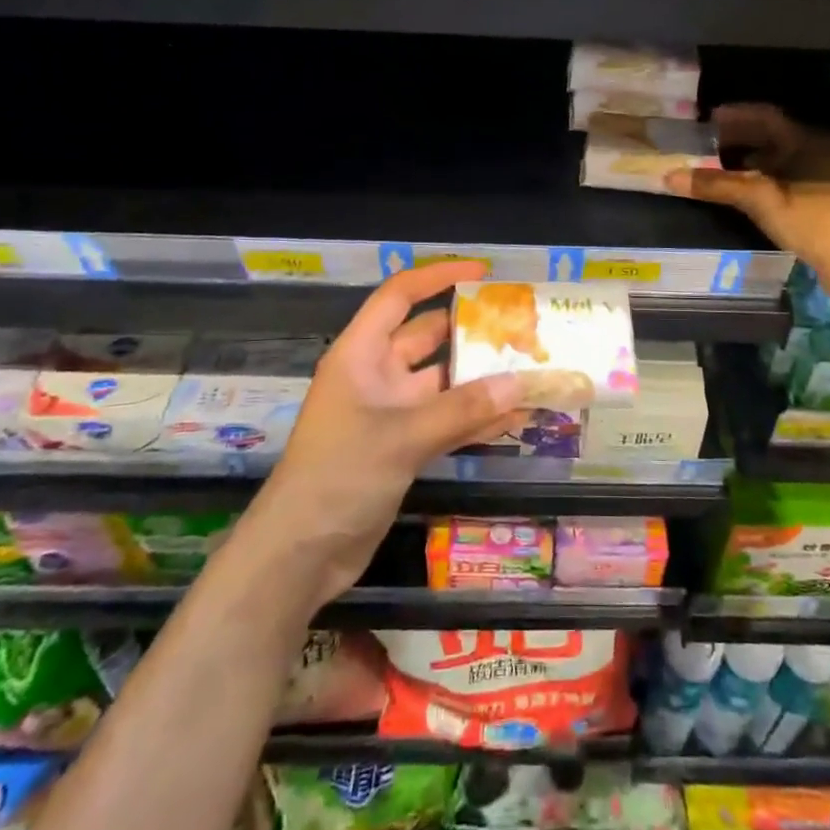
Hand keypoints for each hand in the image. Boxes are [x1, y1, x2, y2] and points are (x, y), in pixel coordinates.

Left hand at [249, 261, 531, 606]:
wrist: (300, 555)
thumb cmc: (338, 477)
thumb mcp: (402, 438)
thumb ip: (463, 410)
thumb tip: (521, 383)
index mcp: (360, 354)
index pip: (400, 297)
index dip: (438, 277)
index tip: (483, 274)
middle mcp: (376, 375)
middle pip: (427, 338)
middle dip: (470, 330)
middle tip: (521, 326)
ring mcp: (390, 412)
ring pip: (443, 383)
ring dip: (480, 378)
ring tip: (530, 368)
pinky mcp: (402, 447)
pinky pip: (446, 421)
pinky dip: (476, 418)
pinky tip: (517, 417)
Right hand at [666, 103, 829, 275]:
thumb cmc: (812, 219)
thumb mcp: (760, 198)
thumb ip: (717, 185)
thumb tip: (669, 176)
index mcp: (807, 139)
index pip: (766, 116)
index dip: (735, 115)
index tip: (708, 118)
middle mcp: (817, 150)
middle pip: (772, 136)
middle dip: (738, 138)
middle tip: (706, 142)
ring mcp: (822, 177)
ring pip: (778, 159)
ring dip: (748, 161)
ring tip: (717, 166)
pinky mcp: (821, 201)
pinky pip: (783, 179)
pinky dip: (760, 179)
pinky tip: (742, 192)